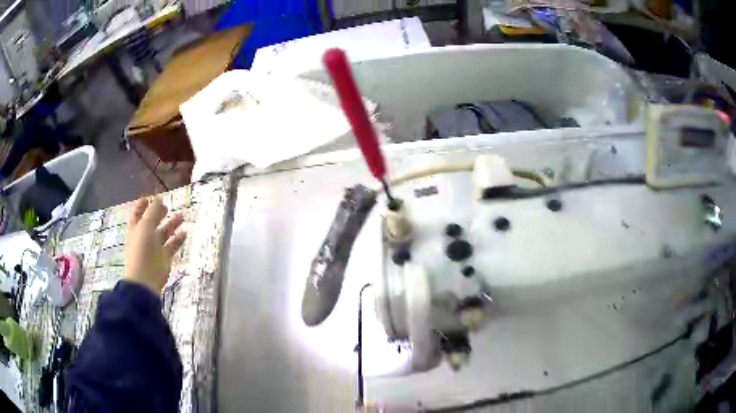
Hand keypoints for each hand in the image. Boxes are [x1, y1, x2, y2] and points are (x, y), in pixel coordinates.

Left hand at [124, 196, 186, 294]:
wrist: (145, 280)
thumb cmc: (141, 250)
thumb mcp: (145, 226)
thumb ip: (152, 211)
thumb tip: (158, 197)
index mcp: (136, 228)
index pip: (137, 213)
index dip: (143, 204)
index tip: (151, 197)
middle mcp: (144, 237)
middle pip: (152, 222)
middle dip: (159, 213)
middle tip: (167, 206)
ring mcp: (154, 248)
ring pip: (164, 233)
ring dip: (172, 224)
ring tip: (182, 216)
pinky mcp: (164, 259)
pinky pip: (172, 246)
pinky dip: (178, 239)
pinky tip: (184, 233)